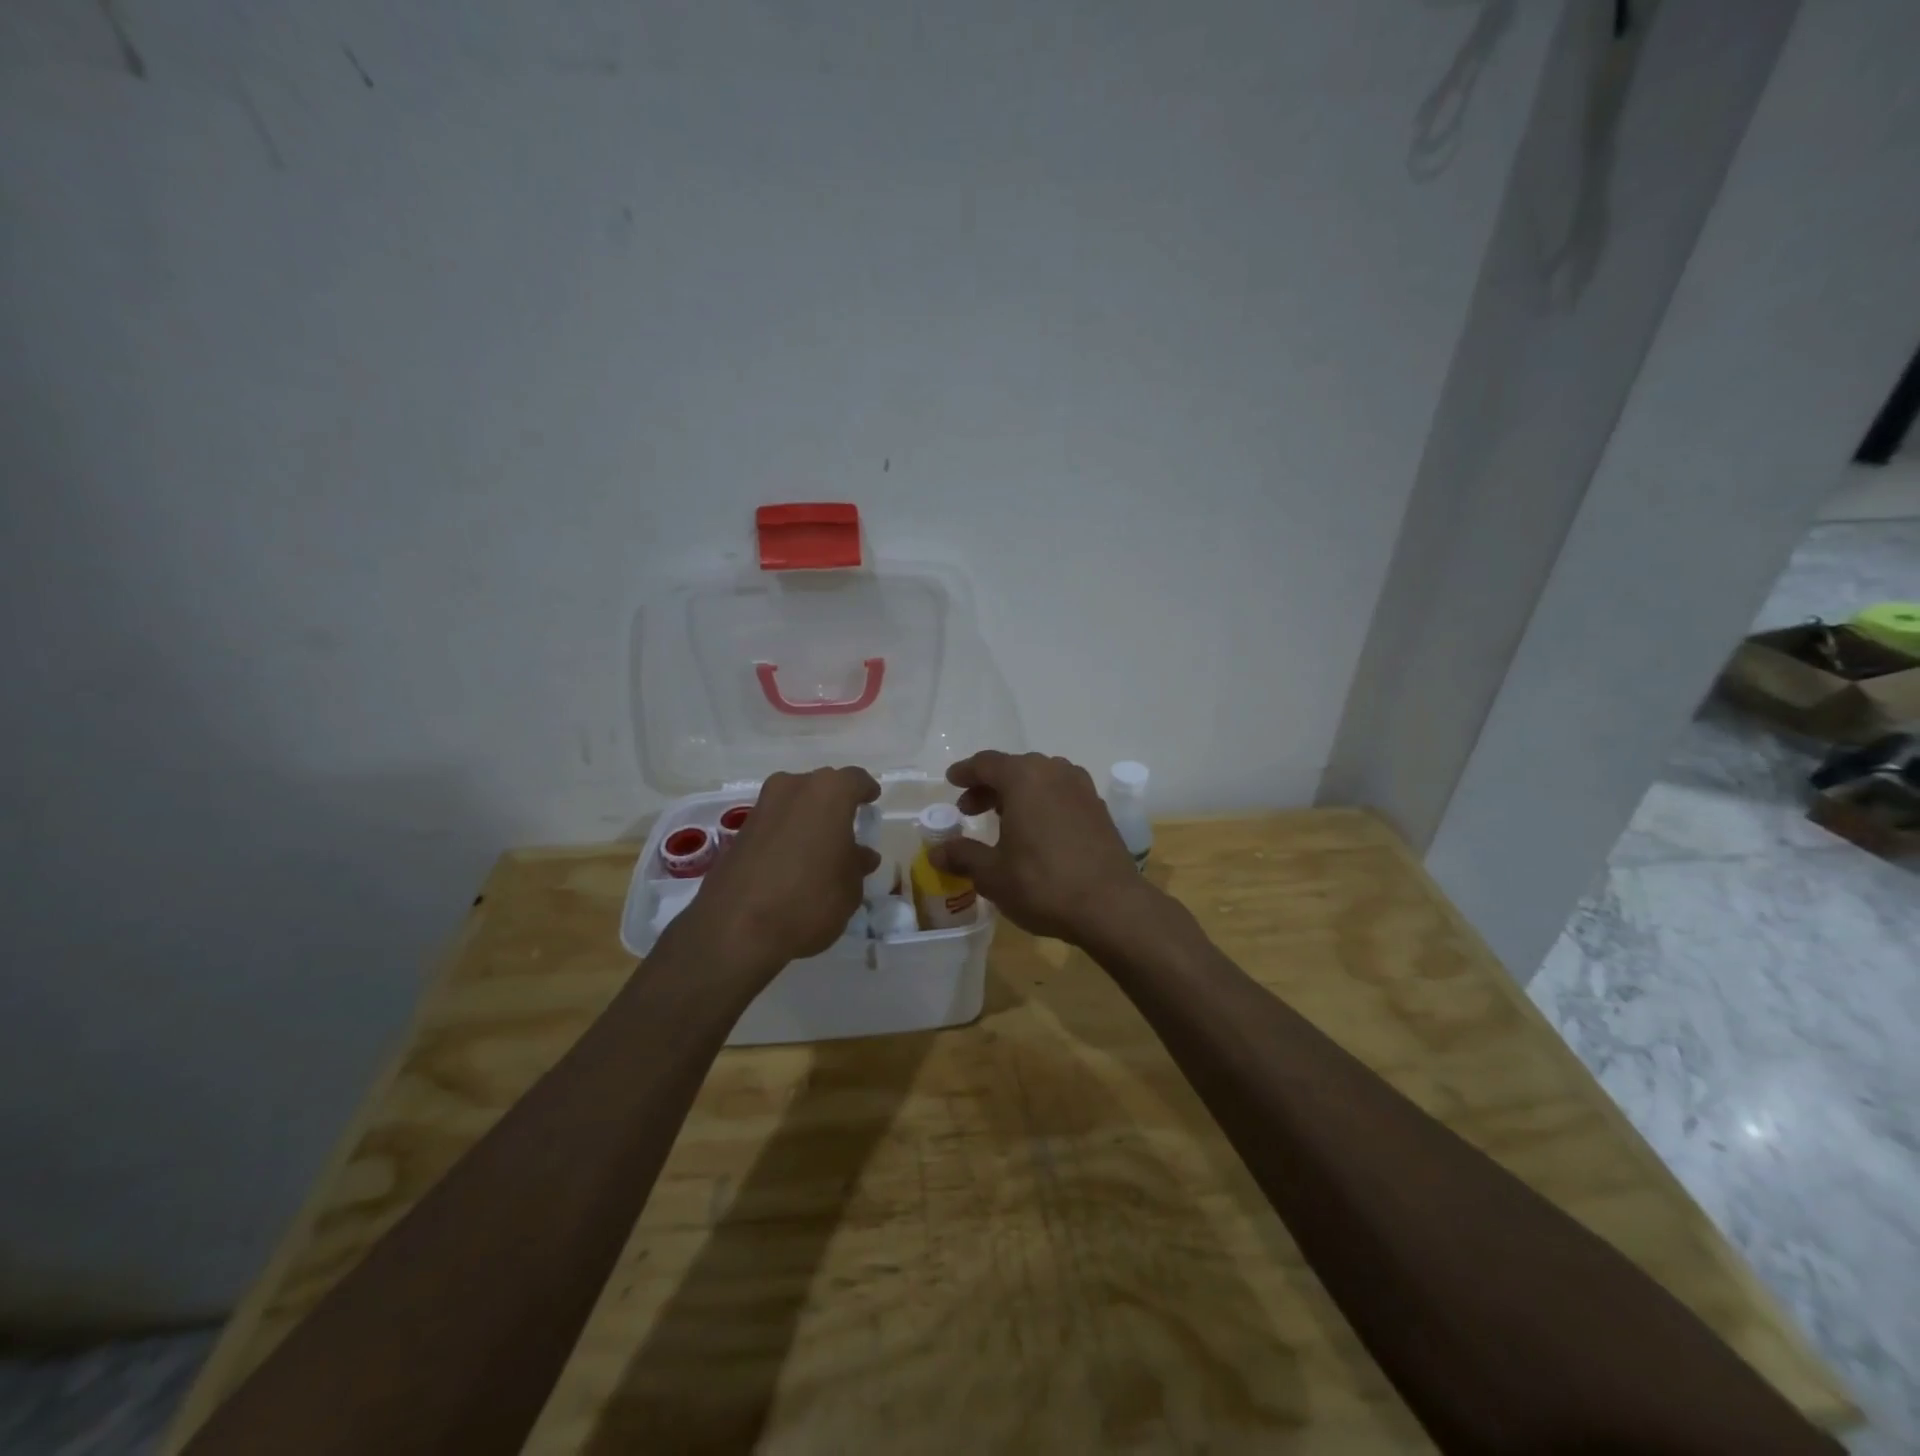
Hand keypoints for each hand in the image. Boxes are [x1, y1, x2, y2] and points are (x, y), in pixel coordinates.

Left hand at [672, 766, 880, 980]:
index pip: (855, 780)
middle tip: (847, 828)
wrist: (735, 928)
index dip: (866, 790)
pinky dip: (786, 834)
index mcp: (829, 792)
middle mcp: (793, 788)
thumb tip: (861, 855)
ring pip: (794, 803)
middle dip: (835, 804)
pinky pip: (774, 824)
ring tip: (820, 848)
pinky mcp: (739, 832)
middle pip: (821, 787)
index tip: (872, 801)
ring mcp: (762, 807)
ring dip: (807, 819)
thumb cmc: (810, 899)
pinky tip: (793, 861)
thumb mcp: (850, 887)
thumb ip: (857, 864)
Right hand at [930, 751, 1154, 946]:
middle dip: (989, 785)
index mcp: (1024, 778)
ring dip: (1017, 793)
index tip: (951, 781)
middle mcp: (1054, 772)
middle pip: (1014, 768)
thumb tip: (936, 852)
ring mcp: (1082, 789)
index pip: (987, 763)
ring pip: (1041, 779)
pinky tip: (1036, 831)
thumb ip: (963, 856)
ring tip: (1003, 819)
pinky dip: (1042, 803)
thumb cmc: (1043, 883)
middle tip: (970, 809)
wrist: (1111, 905)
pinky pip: (1061, 794)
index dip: (965, 772)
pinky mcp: (1099, 809)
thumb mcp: (993, 874)